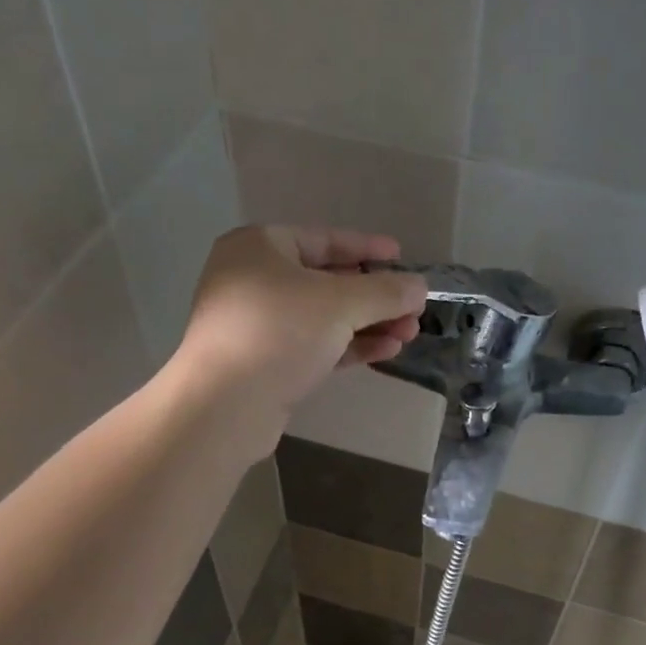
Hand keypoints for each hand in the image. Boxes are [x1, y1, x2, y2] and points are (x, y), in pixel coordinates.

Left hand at [172, 225, 427, 452]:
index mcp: (261, 247)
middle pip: (327, 281)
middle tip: (413, 309)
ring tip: (408, 334)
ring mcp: (257, 324)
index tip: (401, 257)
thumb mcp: (341, 303)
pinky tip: (386, 351)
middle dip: (375, 297)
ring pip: (324, 317)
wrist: (225, 405)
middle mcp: (254, 279)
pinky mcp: (264, 363)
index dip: (368, 248)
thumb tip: (420, 286)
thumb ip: (386, 291)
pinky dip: (349, 346)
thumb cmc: (279, 332)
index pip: (325, 239)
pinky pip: (315, 345)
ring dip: (368, 324)